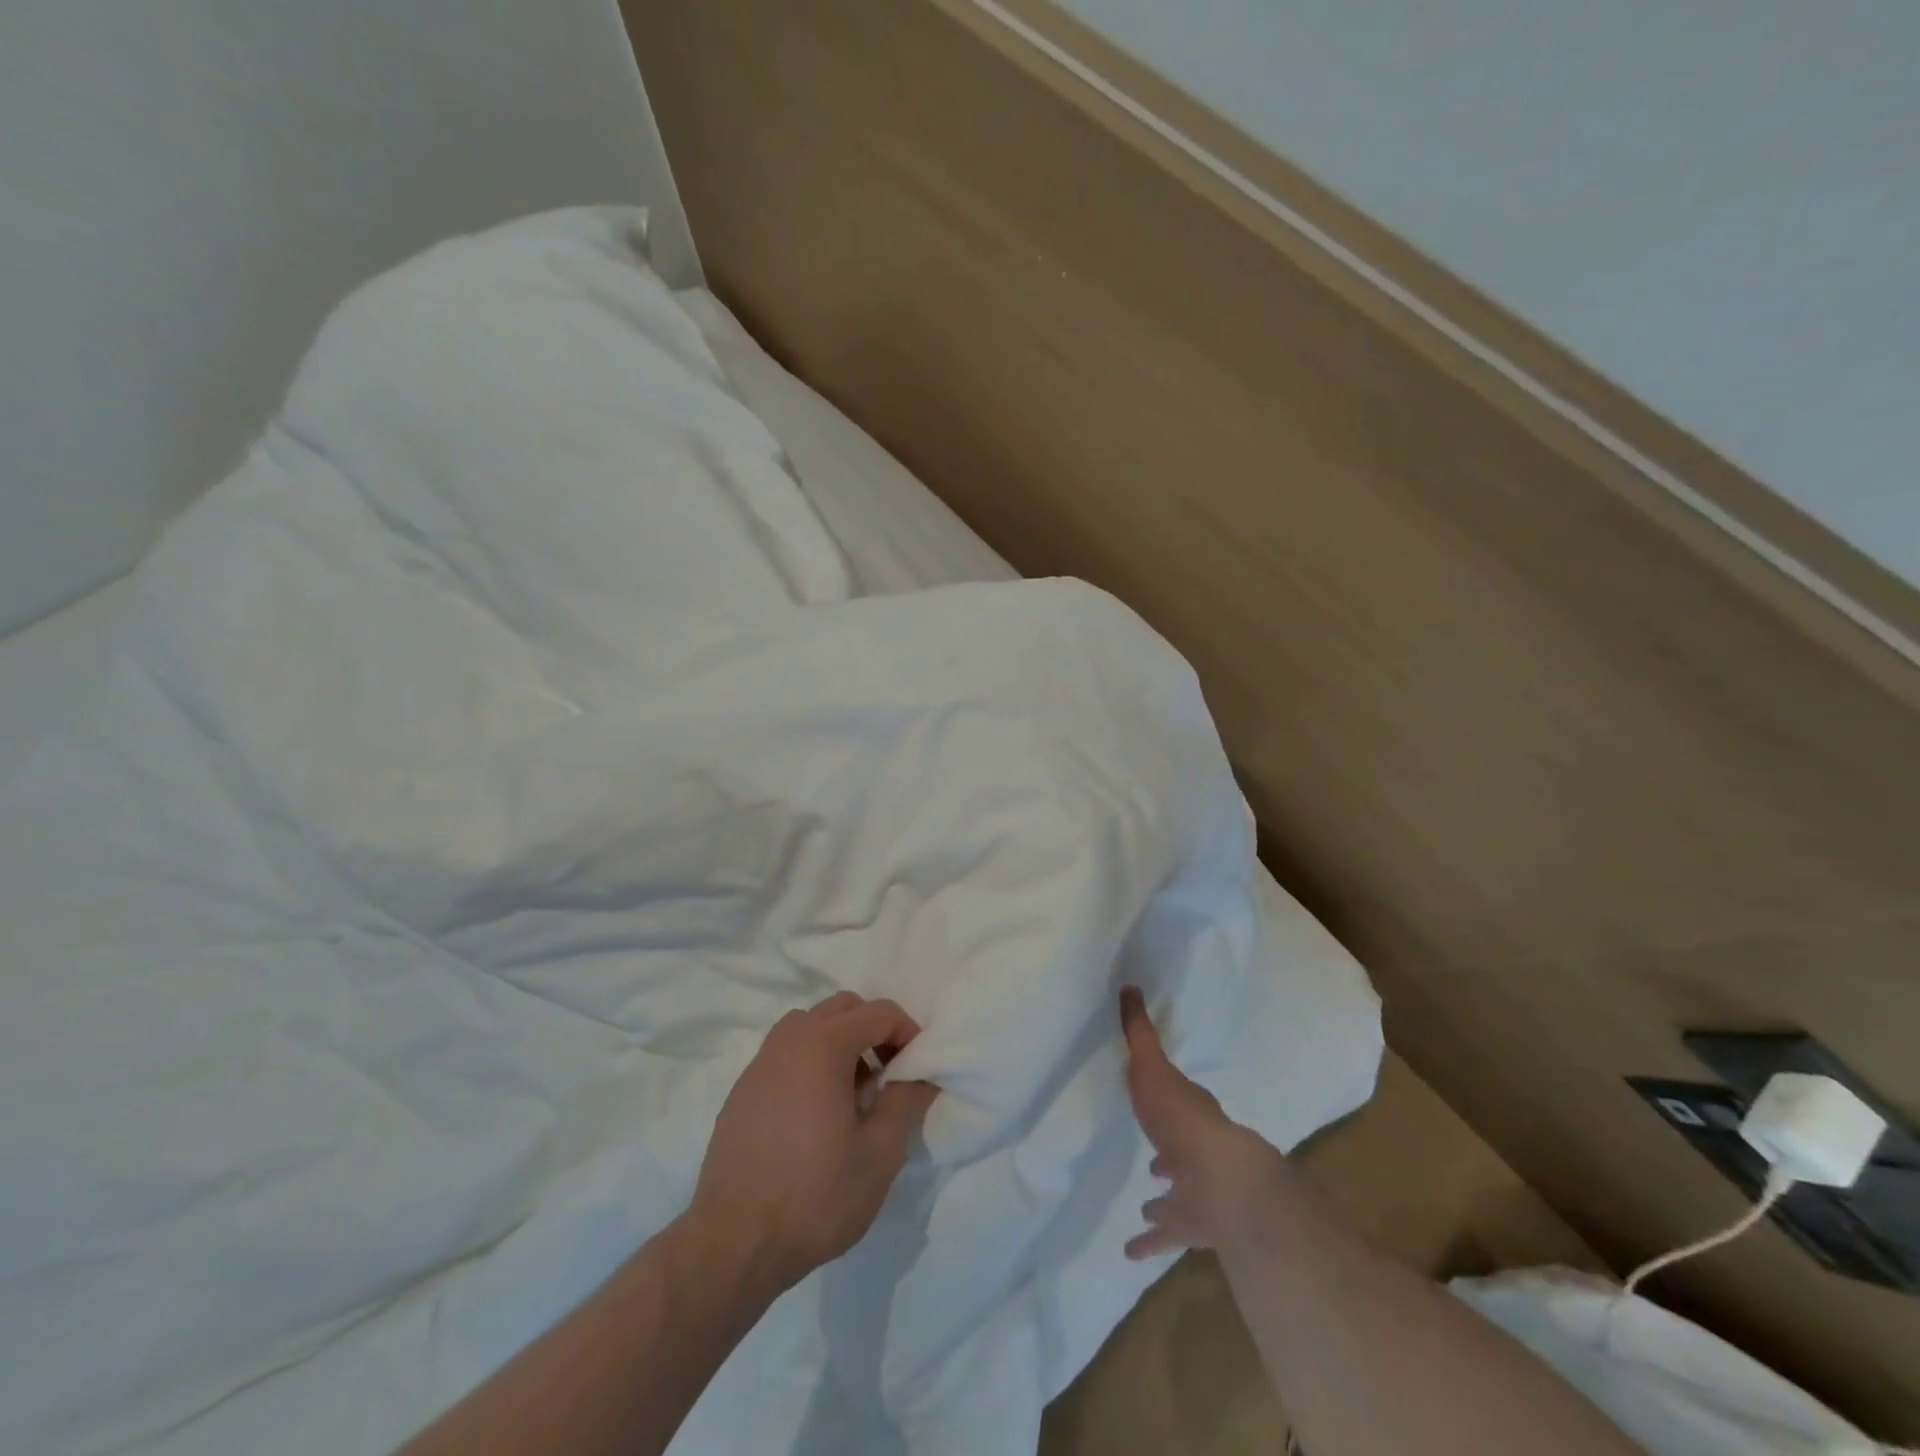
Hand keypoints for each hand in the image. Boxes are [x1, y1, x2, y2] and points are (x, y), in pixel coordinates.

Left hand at [690, 992, 939, 1291]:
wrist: (733, 1244)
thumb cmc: (815, 1196)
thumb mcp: (880, 1153)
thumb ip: (906, 1100)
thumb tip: (920, 1073)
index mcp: (823, 1044)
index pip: (879, 1012)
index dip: (908, 1033)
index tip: (918, 1070)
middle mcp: (789, 1040)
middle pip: (843, 1008)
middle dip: (874, 1030)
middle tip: (890, 1074)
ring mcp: (760, 1063)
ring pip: (810, 1026)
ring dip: (841, 1042)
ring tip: (854, 1093)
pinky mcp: (743, 1089)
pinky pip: (786, 1054)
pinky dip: (811, 1063)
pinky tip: (817, 1114)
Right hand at [1121, 986, 1286, 1259]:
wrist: (1220, 1181)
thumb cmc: (1181, 1117)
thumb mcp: (1152, 1066)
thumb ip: (1140, 1032)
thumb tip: (1129, 986)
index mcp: (1188, 1111)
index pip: (1177, 1100)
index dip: (1165, 1098)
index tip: (1152, 1098)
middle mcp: (1195, 1149)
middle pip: (1179, 1149)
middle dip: (1166, 1154)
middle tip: (1153, 1161)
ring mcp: (1196, 1190)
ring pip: (1178, 1193)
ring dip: (1163, 1197)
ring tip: (1144, 1202)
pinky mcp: (1190, 1225)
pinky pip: (1167, 1232)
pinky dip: (1150, 1240)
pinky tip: (1130, 1249)